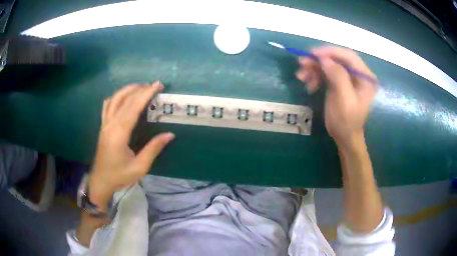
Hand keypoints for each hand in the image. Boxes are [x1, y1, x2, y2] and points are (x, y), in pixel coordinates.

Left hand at [89, 81, 174, 209]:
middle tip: (154, 84)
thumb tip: (170, 134)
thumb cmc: (119, 176)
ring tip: (140, 87)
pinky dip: (116, 97)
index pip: (133, 107)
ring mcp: (104, 124)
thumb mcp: (139, 167)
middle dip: (140, 89)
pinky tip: (122, 97)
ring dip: (127, 90)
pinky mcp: (103, 126)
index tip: (157, 85)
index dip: (146, 94)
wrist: (101, 181)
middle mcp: (110, 124)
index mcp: (119, 133)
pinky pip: (107, 105)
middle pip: (124, 99)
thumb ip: (153, 149)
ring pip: (114, 99)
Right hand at [296, 46, 376, 147]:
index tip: (313, 53)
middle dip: (319, 60)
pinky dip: (315, 76)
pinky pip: (325, 73)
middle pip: (337, 59)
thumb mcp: (344, 101)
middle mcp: (358, 74)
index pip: (349, 56)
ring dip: (314, 68)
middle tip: (302, 63)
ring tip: (301, 76)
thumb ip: (338, 77)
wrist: (344, 137)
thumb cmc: (347, 122)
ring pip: (329, 64)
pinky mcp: (339, 82)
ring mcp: (348, 77)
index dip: (331, 52)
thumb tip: (325, 59)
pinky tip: (308, 84)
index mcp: (365, 77)